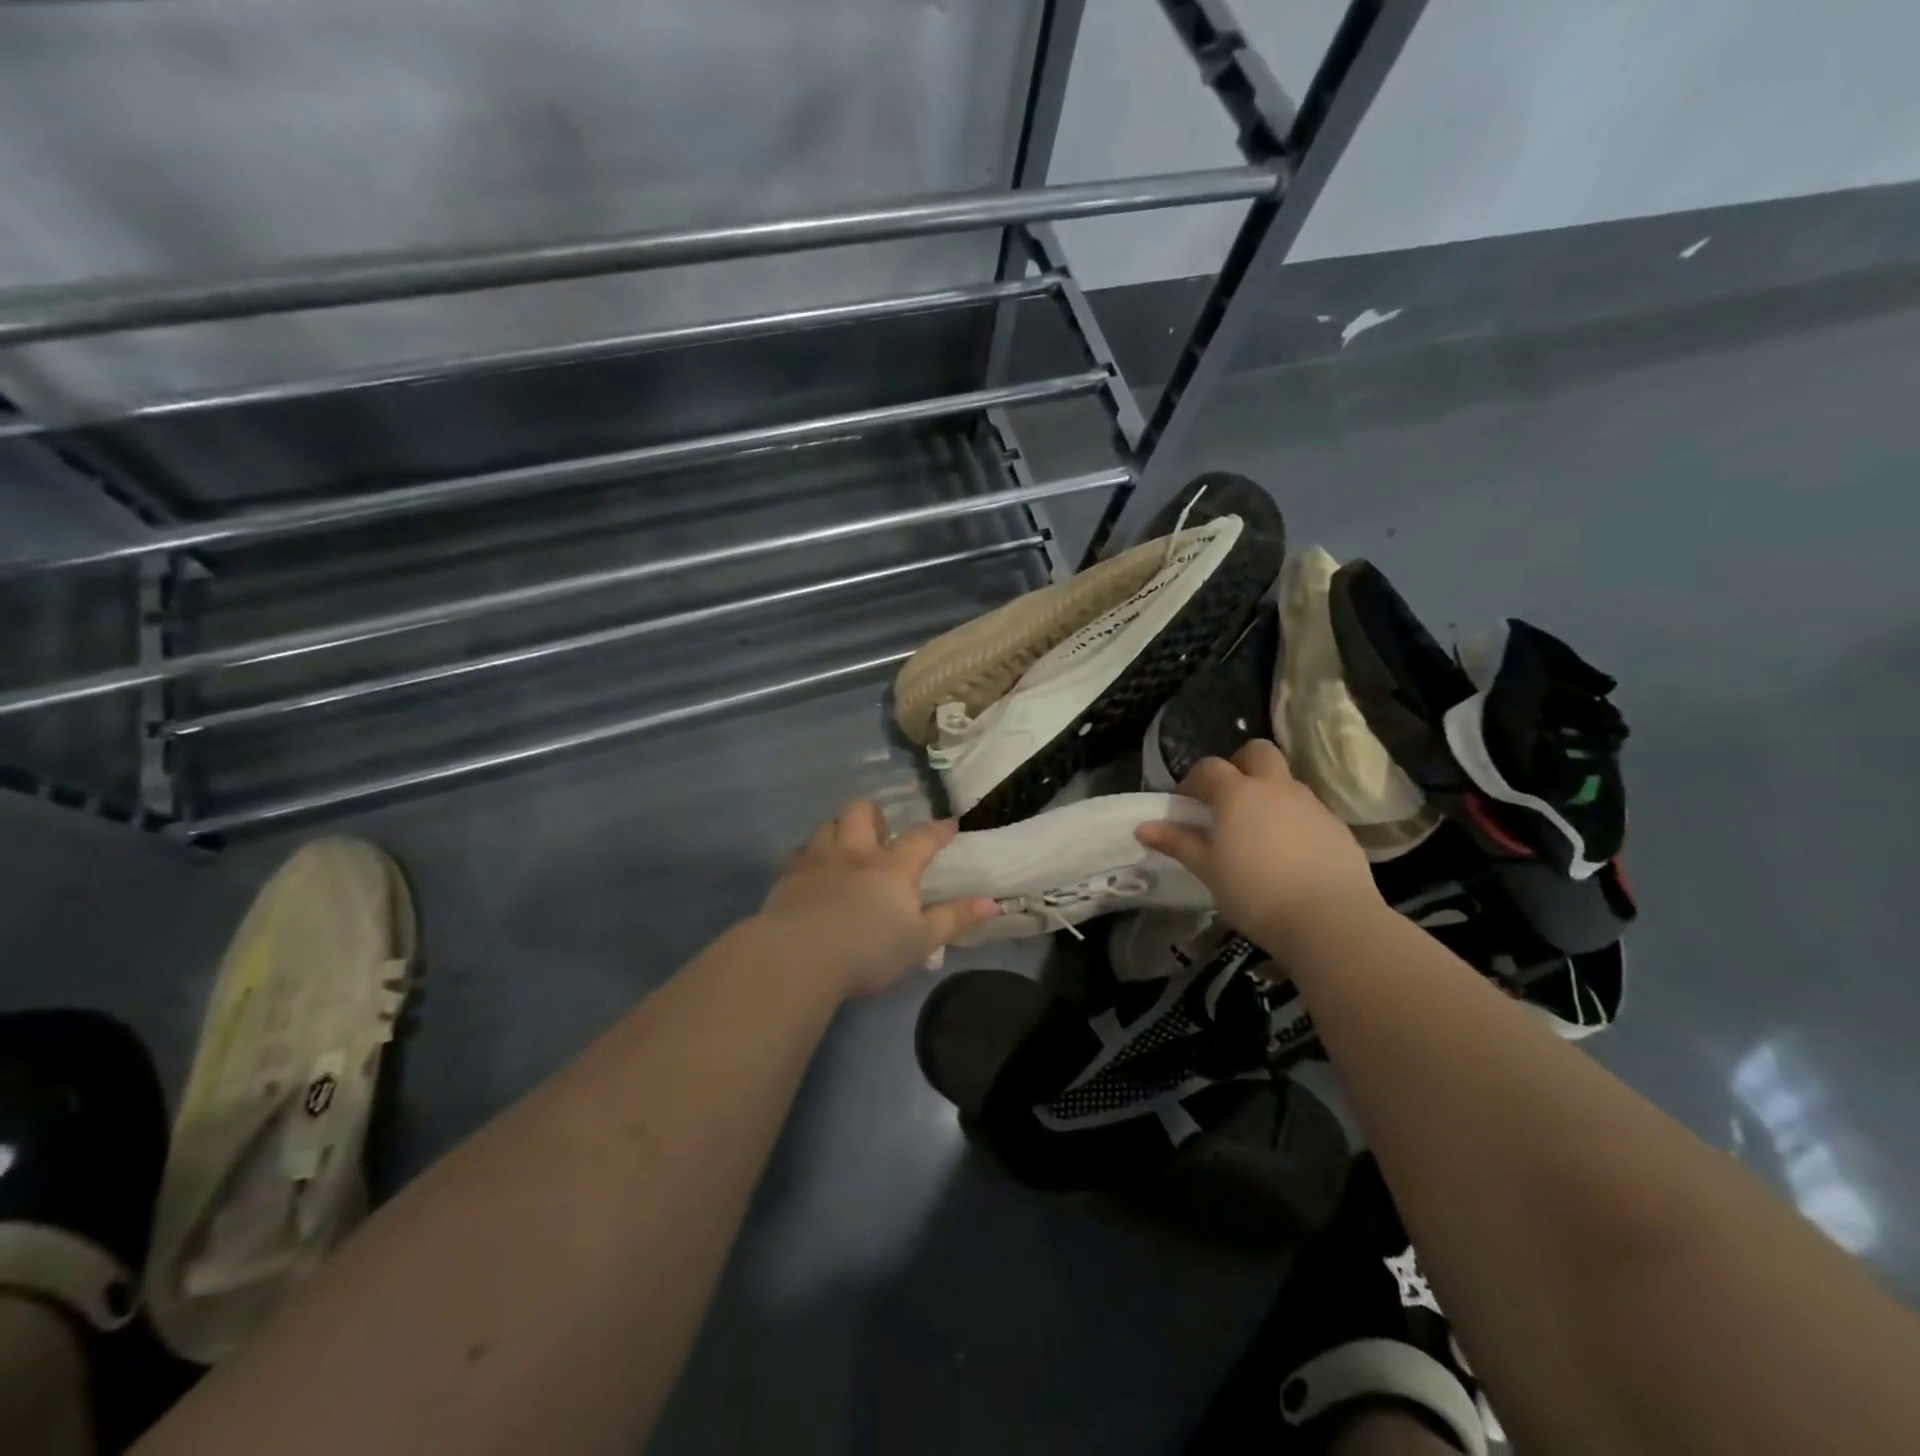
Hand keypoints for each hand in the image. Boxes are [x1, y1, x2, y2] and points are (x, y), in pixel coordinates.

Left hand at [759, 799, 997, 998]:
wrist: (799, 957)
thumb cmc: (868, 952)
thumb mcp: (921, 942)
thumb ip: (955, 919)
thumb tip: (992, 902)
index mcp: (892, 868)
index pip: (922, 837)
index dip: (938, 829)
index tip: (949, 824)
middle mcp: (855, 853)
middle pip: (863, 811)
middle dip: (875, 815)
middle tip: (881, 836)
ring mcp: (817, 860)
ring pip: (828, 824)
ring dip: (839, 830)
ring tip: (845, 851)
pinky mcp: (787, 875)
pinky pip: (798, 852)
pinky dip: (808, 856)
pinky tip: (812, 874)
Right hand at [1136, 740, 1383, 956]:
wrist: (1330, 920)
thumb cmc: (1255, 893)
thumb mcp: (1208, 870)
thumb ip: (1178, 842)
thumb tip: (1143, 827)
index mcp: (1238, 793)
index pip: (1209, 767)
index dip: (1193, 781)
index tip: (1186, 805)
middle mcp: (1276, 788)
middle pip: (1257, 752)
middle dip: (1240, 765)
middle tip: (1227, 799)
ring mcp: (1311, 804)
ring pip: (1286, 781)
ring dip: (1268, 793)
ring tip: (1258, 831)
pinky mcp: (1337, 827)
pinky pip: (1308, 809)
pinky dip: (1293, 818)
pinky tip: (1289, 853)